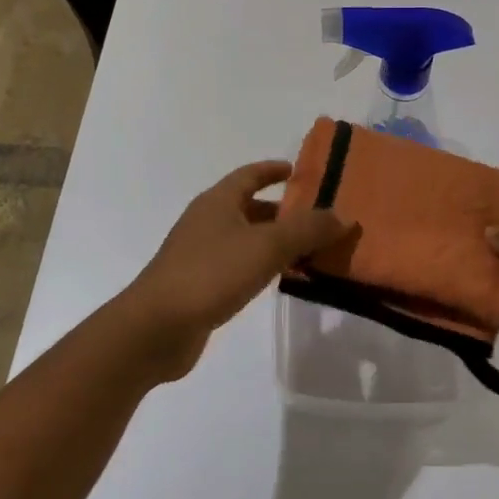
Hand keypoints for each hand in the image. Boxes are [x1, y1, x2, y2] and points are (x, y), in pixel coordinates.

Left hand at [118, 161, 352, 382]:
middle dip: (284, 212)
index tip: (300, 172)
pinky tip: (281, 281)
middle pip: (250, 208)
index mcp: (217, 201)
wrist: (156, 328)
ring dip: (276, 242)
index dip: (274, 170)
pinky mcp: (199, 285)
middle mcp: (207, 221)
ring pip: (246, 239)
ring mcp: (200, 254)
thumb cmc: (211, 274)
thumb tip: (342, 216)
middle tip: (320, 220)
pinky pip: (239, 266)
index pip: (250, 175)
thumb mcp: (266, 246)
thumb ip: (307, 229)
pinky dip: (262, 267)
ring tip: (311, 252)